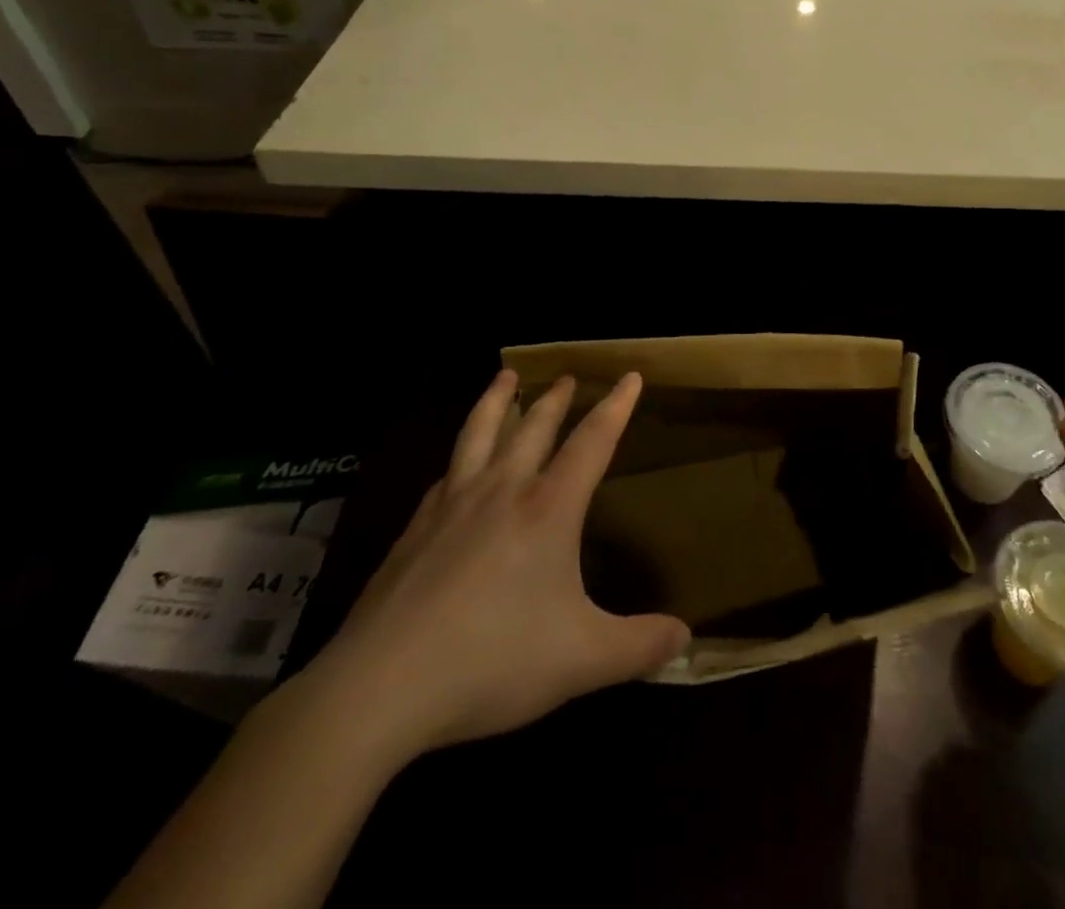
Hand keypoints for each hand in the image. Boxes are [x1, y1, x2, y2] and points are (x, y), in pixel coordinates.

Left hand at [299, 371, 688, 764]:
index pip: (592, 442)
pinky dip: (458, 456)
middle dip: (555, 399)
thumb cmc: (492, 661)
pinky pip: (444, 476)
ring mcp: (451, 507)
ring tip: (505, 376)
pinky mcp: (413, 532)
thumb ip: (639, 647)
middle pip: (533, 428)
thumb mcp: (581, 659)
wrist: (379, 688)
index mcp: (548, 509)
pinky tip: (454, 465)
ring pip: (479, 435)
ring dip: (496, 402)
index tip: (629, 375)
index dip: (615, 407)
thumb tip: (685, 638)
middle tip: (566, 376)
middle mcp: (502, 492)